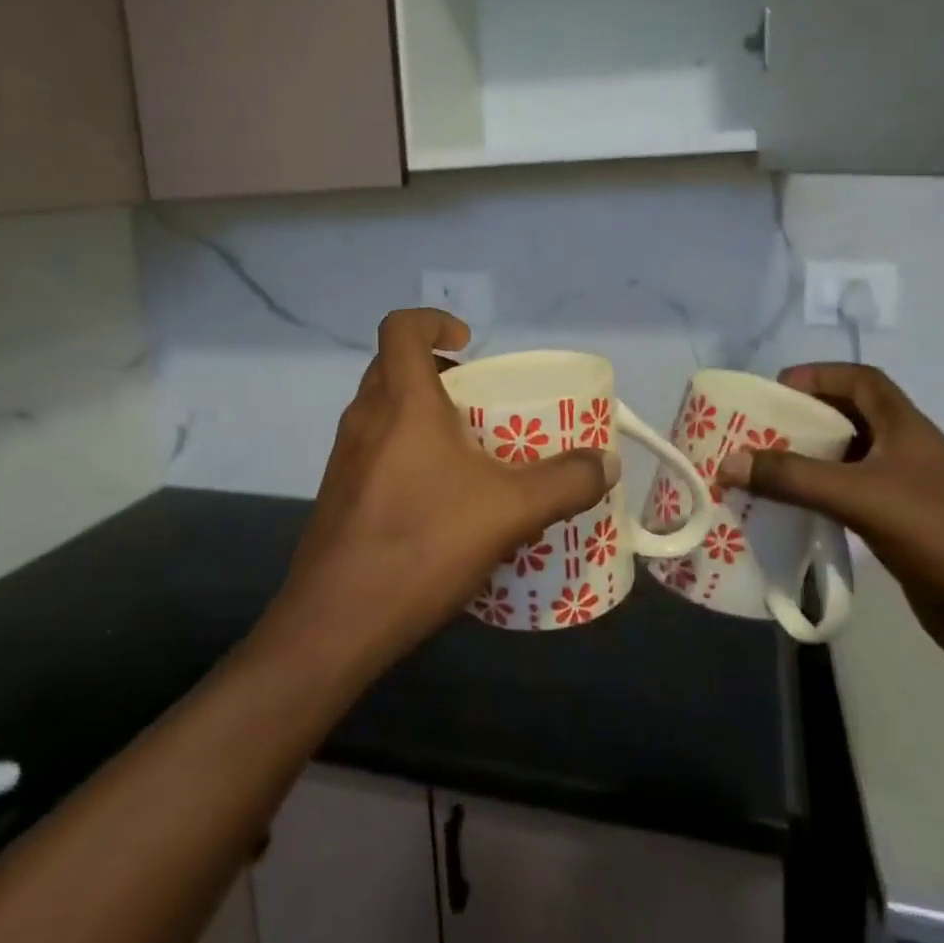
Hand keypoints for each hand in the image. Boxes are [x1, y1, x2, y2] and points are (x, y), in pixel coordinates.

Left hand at [269, 309, 616, 673]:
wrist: (336, 621)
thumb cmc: (422, 543)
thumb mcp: (509, 511)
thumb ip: (565, 481)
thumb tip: (607, 463)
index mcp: (401, 401)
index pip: (401, 327)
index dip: (433, 320)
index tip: (468, 343)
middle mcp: (365, 418)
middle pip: (394, 368)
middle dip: (438, 374)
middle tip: (479, 404)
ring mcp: (345, 458)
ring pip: (384, 412)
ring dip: (423, 417)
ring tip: (468, 454)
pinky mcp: (338, 495)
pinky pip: (376, 452)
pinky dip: (408, 455)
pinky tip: (440, 502)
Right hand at [717, 364, 943, 681]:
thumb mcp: (864, 498)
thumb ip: (794, 478)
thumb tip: (728, 463)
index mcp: (905, 429)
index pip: (860, 381)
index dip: (817, 377)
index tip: (772, 395)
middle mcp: (904, 453)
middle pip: (845, 421)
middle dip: (798, 424)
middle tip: (750, 439)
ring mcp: (904, 495)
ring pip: (843, 465)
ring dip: (803, 466)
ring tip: (756, 477)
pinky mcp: (900, 533)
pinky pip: (847, 504)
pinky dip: (815, 503)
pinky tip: (787, 518)